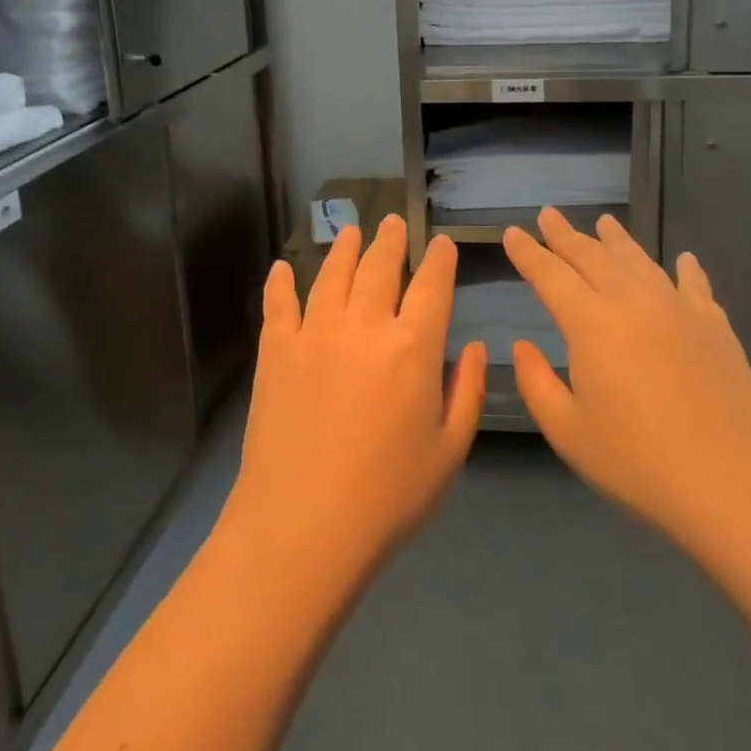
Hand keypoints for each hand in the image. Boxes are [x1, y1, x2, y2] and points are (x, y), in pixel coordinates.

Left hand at [222, 216, 486, 580]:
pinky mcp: (276, 352)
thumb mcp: (449, 451)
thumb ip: (467, 391)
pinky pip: (278, 305)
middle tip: (392, 221)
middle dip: (390, 240)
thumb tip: (474, 346)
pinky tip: (282, 267)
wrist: (302, 529)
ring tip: (351, 230)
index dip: (439, 259)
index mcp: (413, 346)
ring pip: (332, 274)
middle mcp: (364, 324)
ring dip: (344, 248)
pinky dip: (280, 283)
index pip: (431, 284)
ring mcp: (315, 333)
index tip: (441, 243)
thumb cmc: (388, 497)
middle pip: (379, 266)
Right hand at [504, 210, 750, 552]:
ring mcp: (677, 307)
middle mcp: (631, 301)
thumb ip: (536, 384)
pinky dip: (684, 267)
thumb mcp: (568, 433)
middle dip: (565, 234)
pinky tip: (683, 259)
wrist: (734, 485)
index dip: (528, 252)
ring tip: (604, 222)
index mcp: (590, 323)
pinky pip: (693, 283)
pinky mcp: (714, 324)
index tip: (512, 232)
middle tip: (549, 215)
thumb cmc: (639, 463)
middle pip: (591, 256)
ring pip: (638, 260)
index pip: (550, 274)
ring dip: (616, 239)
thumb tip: (522, 346)